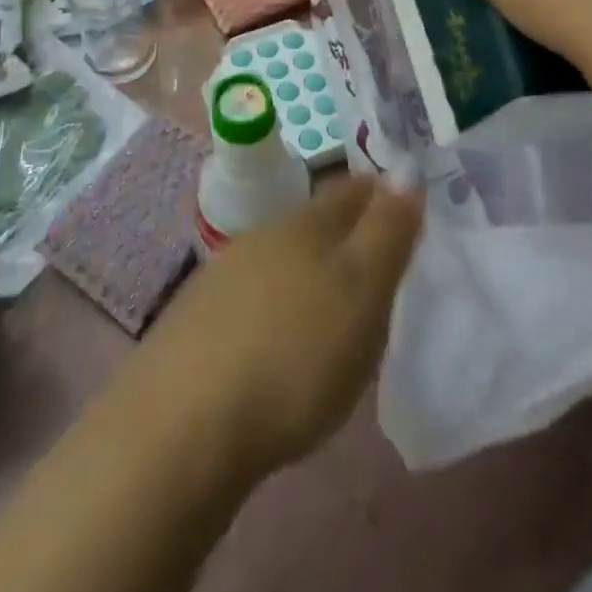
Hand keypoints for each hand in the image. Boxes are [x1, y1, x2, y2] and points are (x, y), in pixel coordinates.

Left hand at [130, 176, 422, 476]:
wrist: (187, 421)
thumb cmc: (295, 356)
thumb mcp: (361, 293)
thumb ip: (385, 233)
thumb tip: (404, 171)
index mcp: (306, 225)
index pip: (351, 191)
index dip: (380, 192)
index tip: (404, 202)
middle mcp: (263, 237)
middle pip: (314, 222)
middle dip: (346, 230)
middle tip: (377, 256)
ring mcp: (225, 275)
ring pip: (282, 257)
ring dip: (309, 268)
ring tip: (332, 299)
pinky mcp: (200, 318)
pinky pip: (254, 295)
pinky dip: (277, 302)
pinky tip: (278, 334)